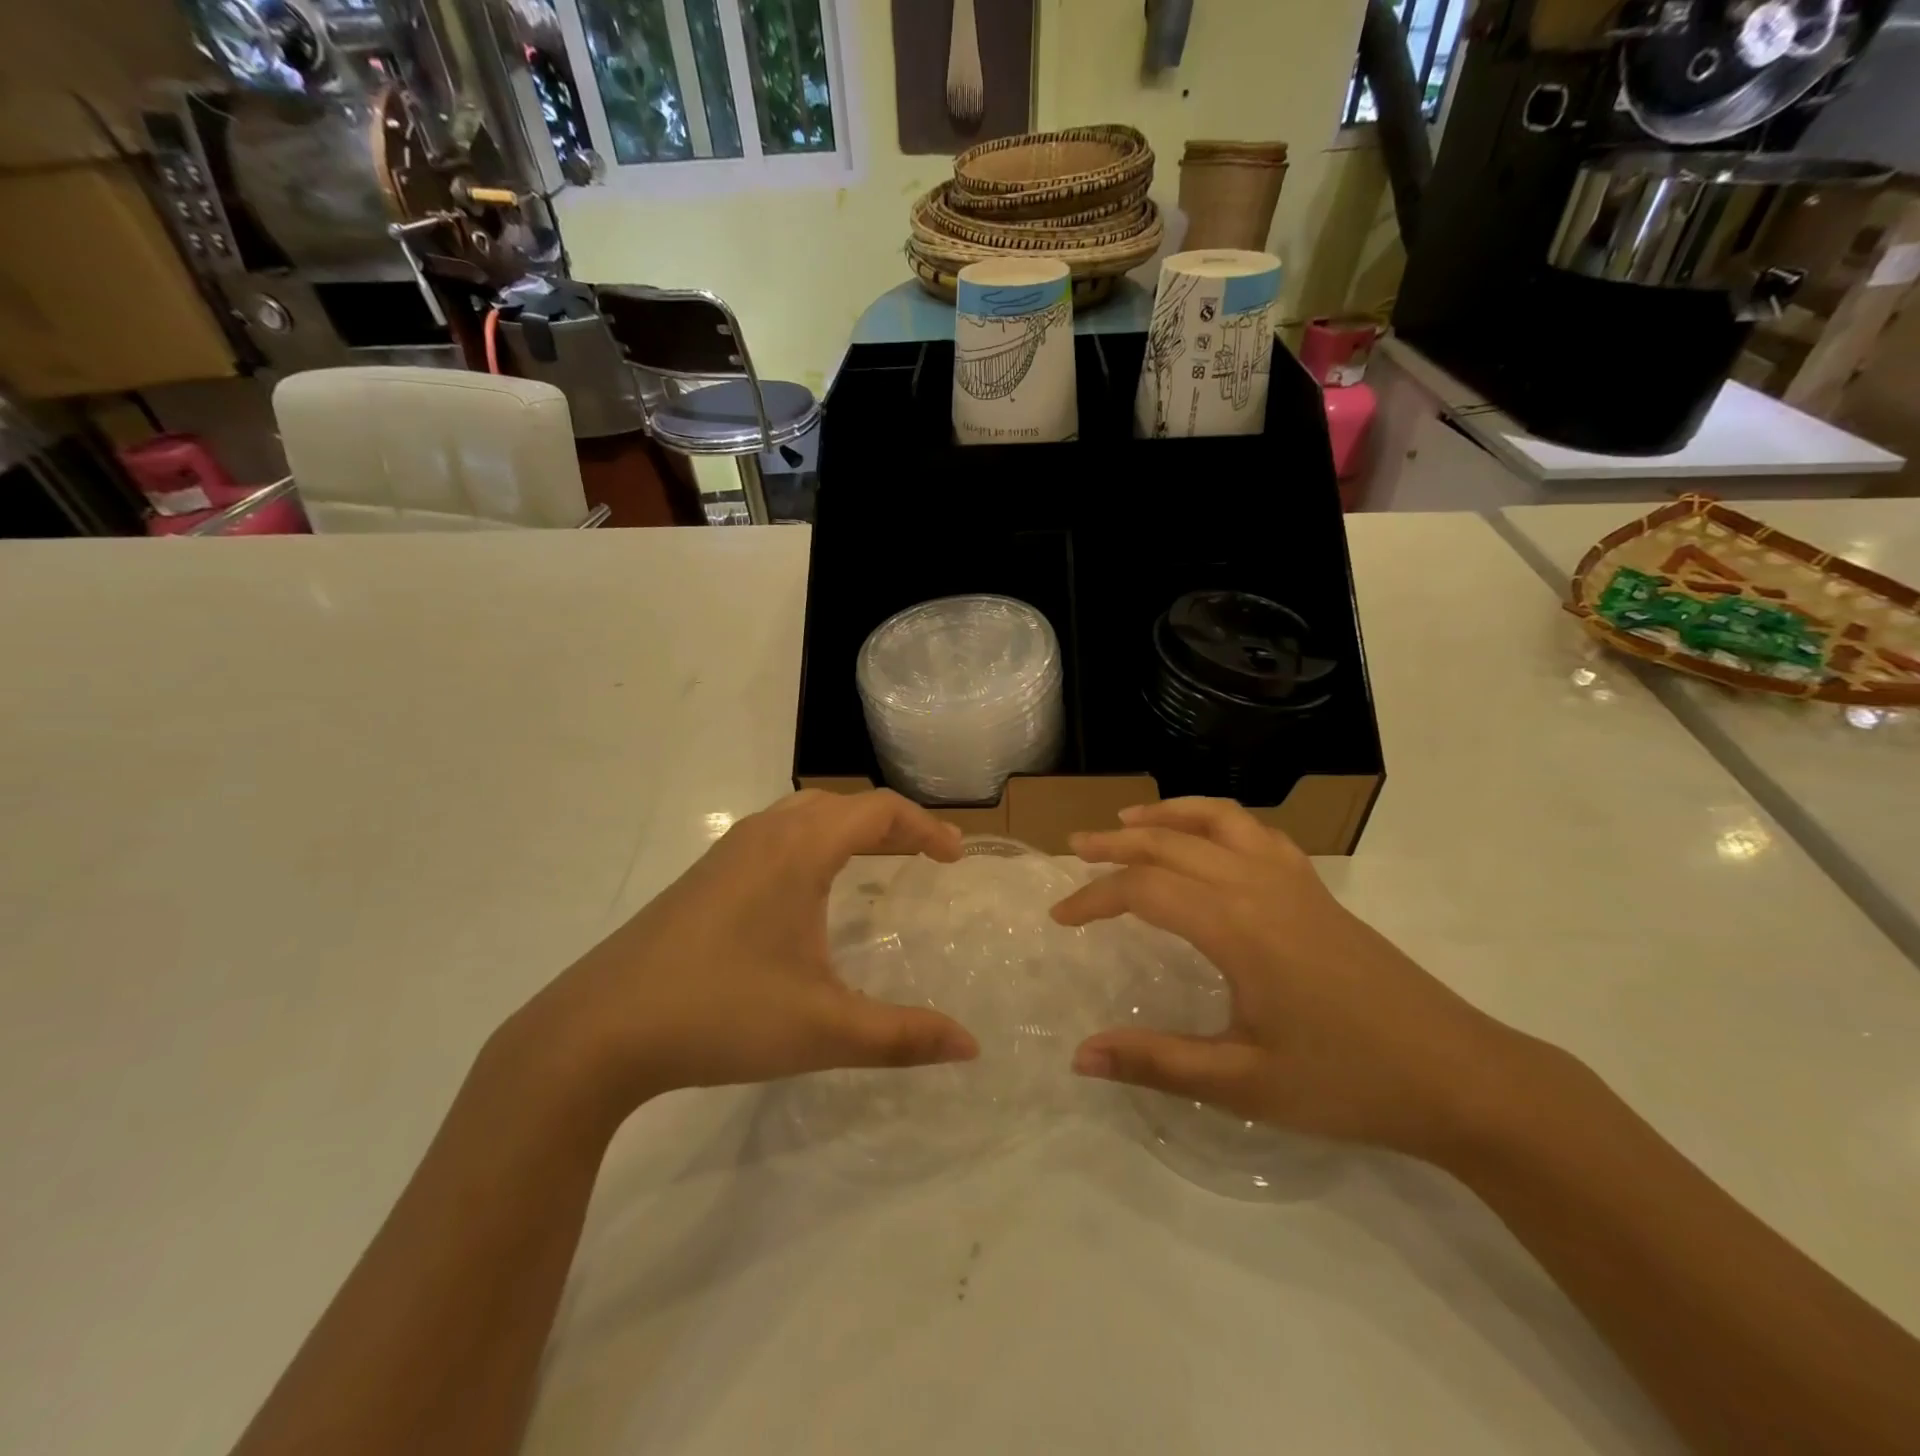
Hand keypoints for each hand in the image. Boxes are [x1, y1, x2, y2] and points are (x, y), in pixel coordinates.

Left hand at [519, 789, 978, 1115]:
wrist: (596, 1031)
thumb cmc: (720, 1015)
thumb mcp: (823, 1029)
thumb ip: (902, 1036)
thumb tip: (970, 1047)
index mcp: (799, 850)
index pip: (879, 811)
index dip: (926, 828)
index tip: (955, 858)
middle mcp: (764, 835)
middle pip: (843, 806)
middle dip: (891, 825)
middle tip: (925, 858)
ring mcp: (726, 853)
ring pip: (803, 816)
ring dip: (849, 829)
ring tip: (876, 864)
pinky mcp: (702, 878)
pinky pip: (775, 836)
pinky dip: (813, 844)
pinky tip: (808, 892)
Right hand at [1056, 798, 1533, 1158]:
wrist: (1461, 1077)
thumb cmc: (1348, 1082)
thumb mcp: (1244, 1083)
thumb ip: (1157, 1063)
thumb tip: (1079, 1056)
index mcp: (1237, 926)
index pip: (1144, 889)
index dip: (1095, 898)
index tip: (1060, 917)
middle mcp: (1260, 886)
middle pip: (1172, 841)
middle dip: (1116, 843)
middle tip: (1074, 849)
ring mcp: (1294, 880)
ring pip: (1219, 820)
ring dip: (1168, 814)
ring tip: (1130, 820)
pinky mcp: (1318, 890)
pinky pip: (1258, 832)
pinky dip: (1218, 820)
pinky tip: (1209, 841)